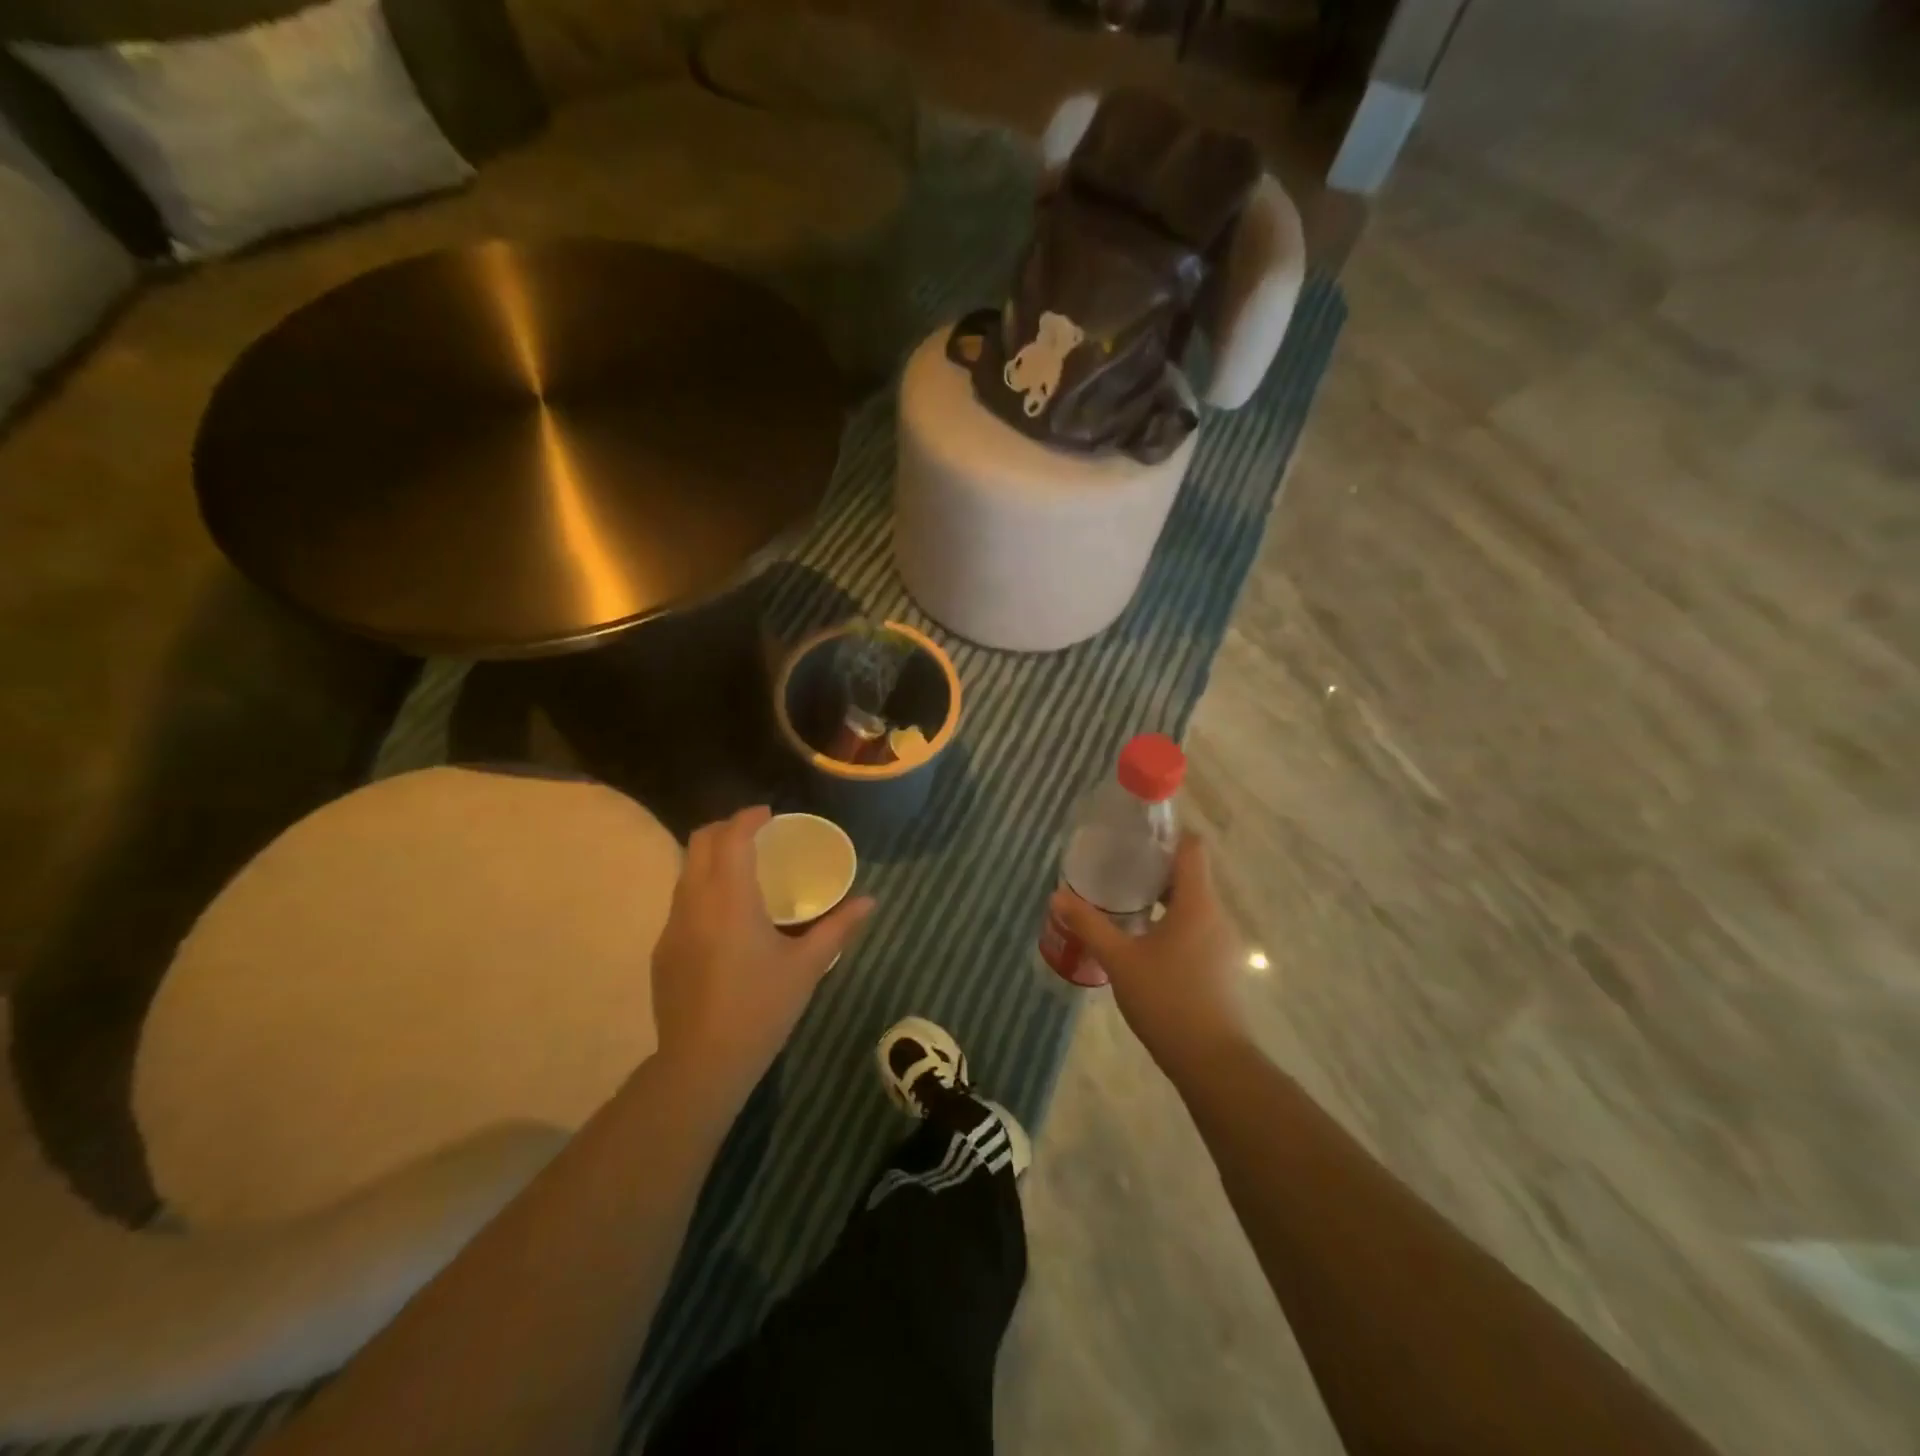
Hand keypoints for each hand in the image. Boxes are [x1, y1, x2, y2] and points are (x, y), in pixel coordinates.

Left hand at [651, 806, 873, 1092]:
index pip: (731, 837)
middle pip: (700, 843)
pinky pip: (681, 901)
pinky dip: (702, 888)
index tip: (769, 814)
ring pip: (685, 871)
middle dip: (726, 828)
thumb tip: (870, 901)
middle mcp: (694, 902)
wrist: (703, 1063)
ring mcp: (672, 926)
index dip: (748, 817)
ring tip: (743, 870)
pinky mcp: (662, 950)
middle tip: (757, 834)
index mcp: (730, 899)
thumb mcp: (807, 966)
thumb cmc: (761, 1008)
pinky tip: (725, 917)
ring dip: (712, 858)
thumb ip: (839, 927)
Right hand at [1050, 834, 1247, 1076]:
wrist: (1212, 1062)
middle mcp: (1215, 915)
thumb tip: (1057, 896)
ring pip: (1193, 904)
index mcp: (1197, 903)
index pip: (1192, 848)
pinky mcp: (1220, 965)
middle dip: (1154, 868)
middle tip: (1116, 867)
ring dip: (1162, 898)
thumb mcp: (1119, 960)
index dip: (1167, 835)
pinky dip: (1172, 922)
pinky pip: (1196, 927)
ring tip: (1124, 901)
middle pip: (1190, 875)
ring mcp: (1222, 942)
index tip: (1135, 837)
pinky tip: (1144, 940)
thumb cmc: (1167, 1000)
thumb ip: (1089, 925)